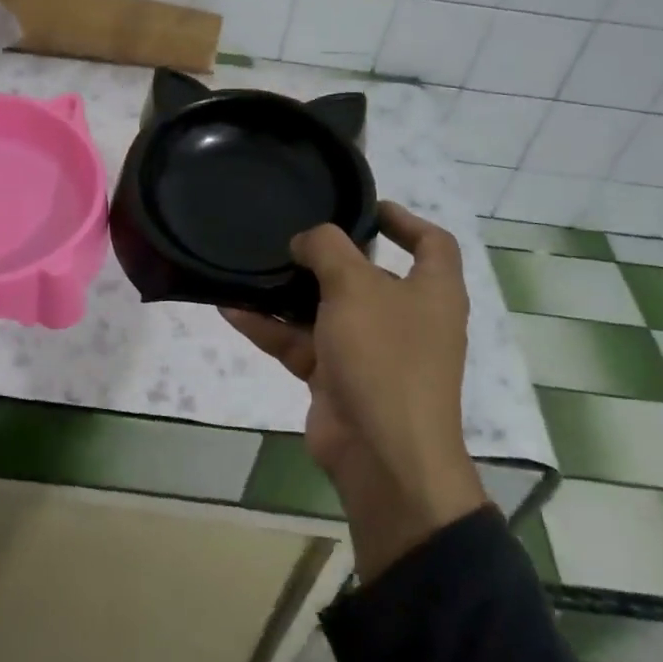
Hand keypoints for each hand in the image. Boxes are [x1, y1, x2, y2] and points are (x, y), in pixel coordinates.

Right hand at [224, 202, 485, 582]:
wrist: (382, 454)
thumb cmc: (384, 355)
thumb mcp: (355, 286)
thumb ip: (328, 248)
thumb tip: (308, 241)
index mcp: (431, 291)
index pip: (431, 243)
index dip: (404, 220)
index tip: (366, 206)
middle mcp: (406, 318)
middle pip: (368, 275)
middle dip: (329, 256)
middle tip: (290, 234)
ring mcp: (371, 351)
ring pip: (326, 310)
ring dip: (289, 292)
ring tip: (251, 266)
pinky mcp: (338, 378)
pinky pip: (301, 343)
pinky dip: (271, 328)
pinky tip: (231, 307)